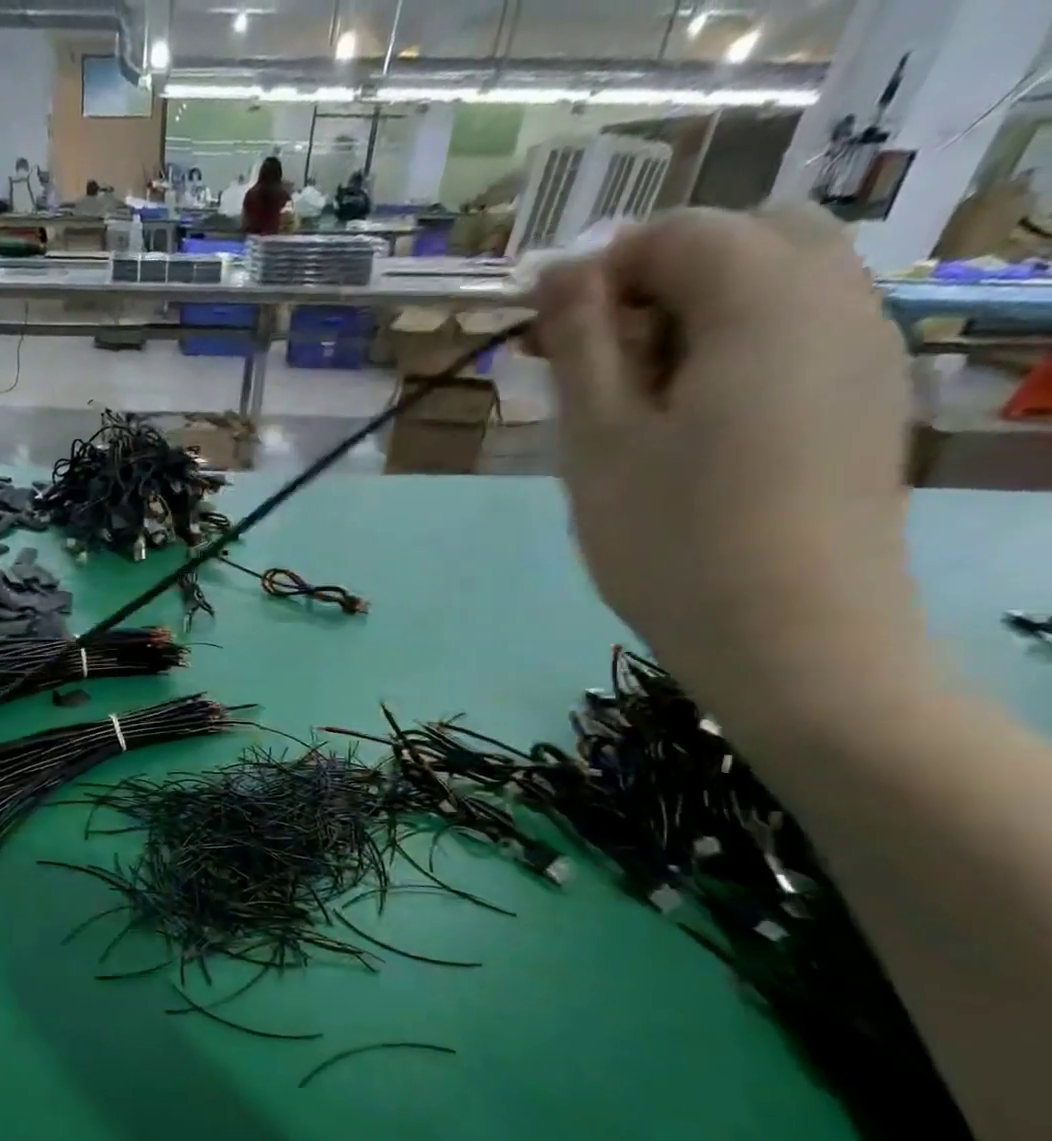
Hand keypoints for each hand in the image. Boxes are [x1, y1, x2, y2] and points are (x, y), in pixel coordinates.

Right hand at [531, 206, 922, 717]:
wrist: (789, 637)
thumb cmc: (671, 539)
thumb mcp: (598, 441)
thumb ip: (580, 344)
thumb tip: (560, 271)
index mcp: (764, 298)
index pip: (677, 232)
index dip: (600, 271)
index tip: (544, 339)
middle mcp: (837, 300)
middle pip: (744, 240)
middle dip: (657, 284)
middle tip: (594, 369)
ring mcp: (866, 351)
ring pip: (778, 288)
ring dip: (697, 319)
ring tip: (637, 409)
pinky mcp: (868, 403)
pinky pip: (801, 338)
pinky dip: (738, 353)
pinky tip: (694, 433)